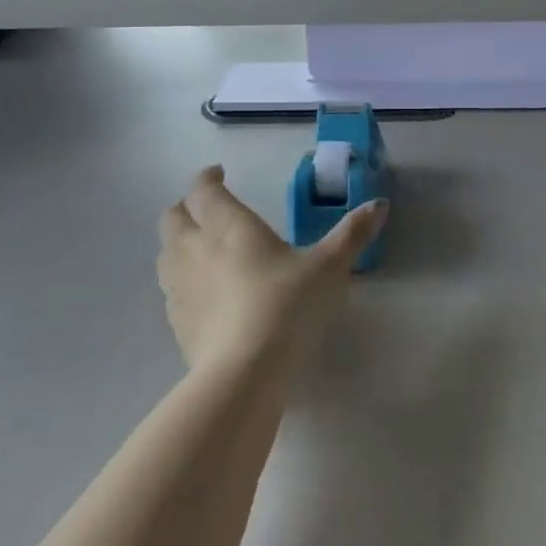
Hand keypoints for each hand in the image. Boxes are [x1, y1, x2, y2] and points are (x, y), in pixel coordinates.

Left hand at [157, 166, 386, 373]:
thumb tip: (379, 204)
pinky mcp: (176, 322)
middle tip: (209, 210)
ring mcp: (179, 287)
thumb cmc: (288, 305)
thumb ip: (352, 234)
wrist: (245, 371)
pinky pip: (171, 290)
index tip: (219, 174)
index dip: (207, 178)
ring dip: (179, 243)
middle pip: (172, 217)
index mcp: (228, 226)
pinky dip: (183, 282)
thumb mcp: (329, 267)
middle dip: (187, 208)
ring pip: (165, 253)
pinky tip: (206, 296)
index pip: (203, 190)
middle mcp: (194, 248)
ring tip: (203, 250)